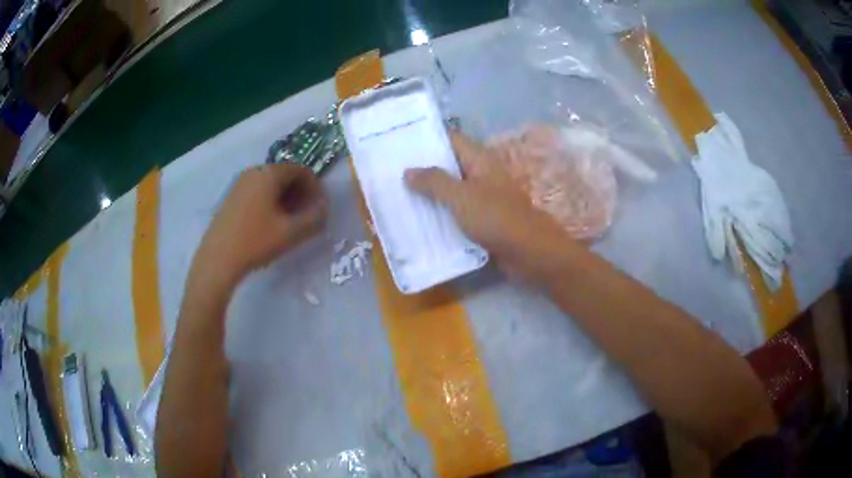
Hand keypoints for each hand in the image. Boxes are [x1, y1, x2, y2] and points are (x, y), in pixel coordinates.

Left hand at [189, 164, 327, 292]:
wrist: (217, 259)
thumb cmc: (255, 241)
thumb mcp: (291, 232)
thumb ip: (314, 218)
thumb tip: (324, 208)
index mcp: (268, 173)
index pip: (300, 170)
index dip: (315, 187)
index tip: (320, 207)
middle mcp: (253, 172)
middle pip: (285, 175)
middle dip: (300, 193)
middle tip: (307, 215)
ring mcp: (239, 184)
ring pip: (270, 184)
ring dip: (285, 198)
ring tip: (290, 222)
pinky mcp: (231, 198)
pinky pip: (257, 192)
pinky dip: (270, 202)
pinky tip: (270, 224)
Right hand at [404, 134, 570, 282]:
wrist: (530, 253)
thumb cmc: (497, 218)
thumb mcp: (462, 197)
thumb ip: (434, 182)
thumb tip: (408, 171)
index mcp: (479, 160)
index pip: (450, 139)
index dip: (426, 139)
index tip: (398, 143)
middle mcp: (481, 175)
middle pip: (448, 165)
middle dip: (422, 169)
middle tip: (390, 172)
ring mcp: (483, 198)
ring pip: (451, 191)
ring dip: (429, 194)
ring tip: (397, 195)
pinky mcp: (483, 220)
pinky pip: (457, 212)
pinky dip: (440, 214)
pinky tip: (418, 220)